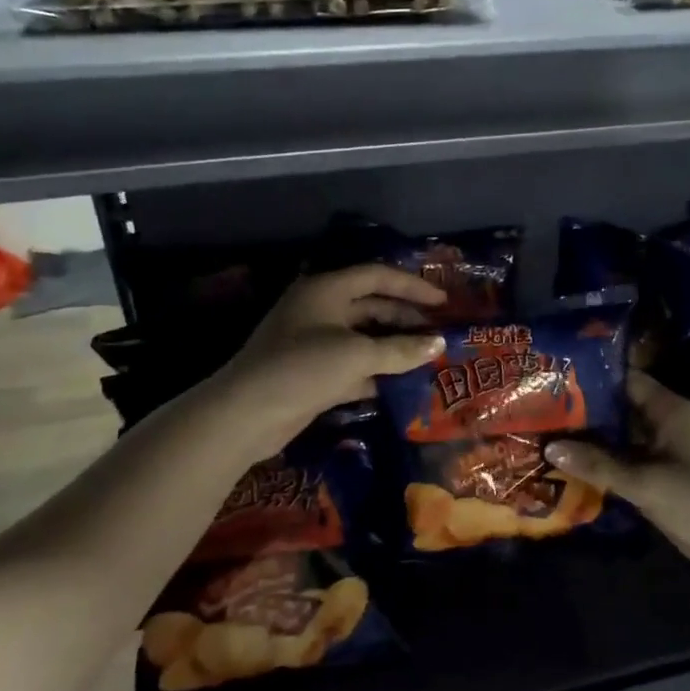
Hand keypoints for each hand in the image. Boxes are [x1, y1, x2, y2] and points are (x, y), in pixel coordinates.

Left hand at [208, 265, 445, 461]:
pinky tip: (403, 384)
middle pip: (371, 306)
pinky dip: (376, 372)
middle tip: (438, 333)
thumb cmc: (303, 368)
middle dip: (405, 319)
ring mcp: (314, 343)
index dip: (412, 287)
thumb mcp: (357, 354)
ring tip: (427, 358)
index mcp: (326, 290)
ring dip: (393, 347)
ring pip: (363, 338)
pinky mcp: (313, 373)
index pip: (377, 276)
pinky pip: (353, 366)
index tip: (442, 301)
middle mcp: (320, 310)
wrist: (246, 414)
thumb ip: (401, 349)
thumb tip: (439, 344)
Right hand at [545, 373, 689, 589]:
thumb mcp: (646, 482)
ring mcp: (662, 455)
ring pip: (618, 440)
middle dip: (581, 411)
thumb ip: (598, 464)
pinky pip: (624, 467)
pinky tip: (566, 469)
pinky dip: (600, 467)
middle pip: (617, 410)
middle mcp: (664, 426)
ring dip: (588, 442)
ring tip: (542, 436)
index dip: (590, 377)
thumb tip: (550, 447)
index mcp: (668, 410)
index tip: (552, 377)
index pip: (624, 380)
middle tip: (537, 409)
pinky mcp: (660, 482)